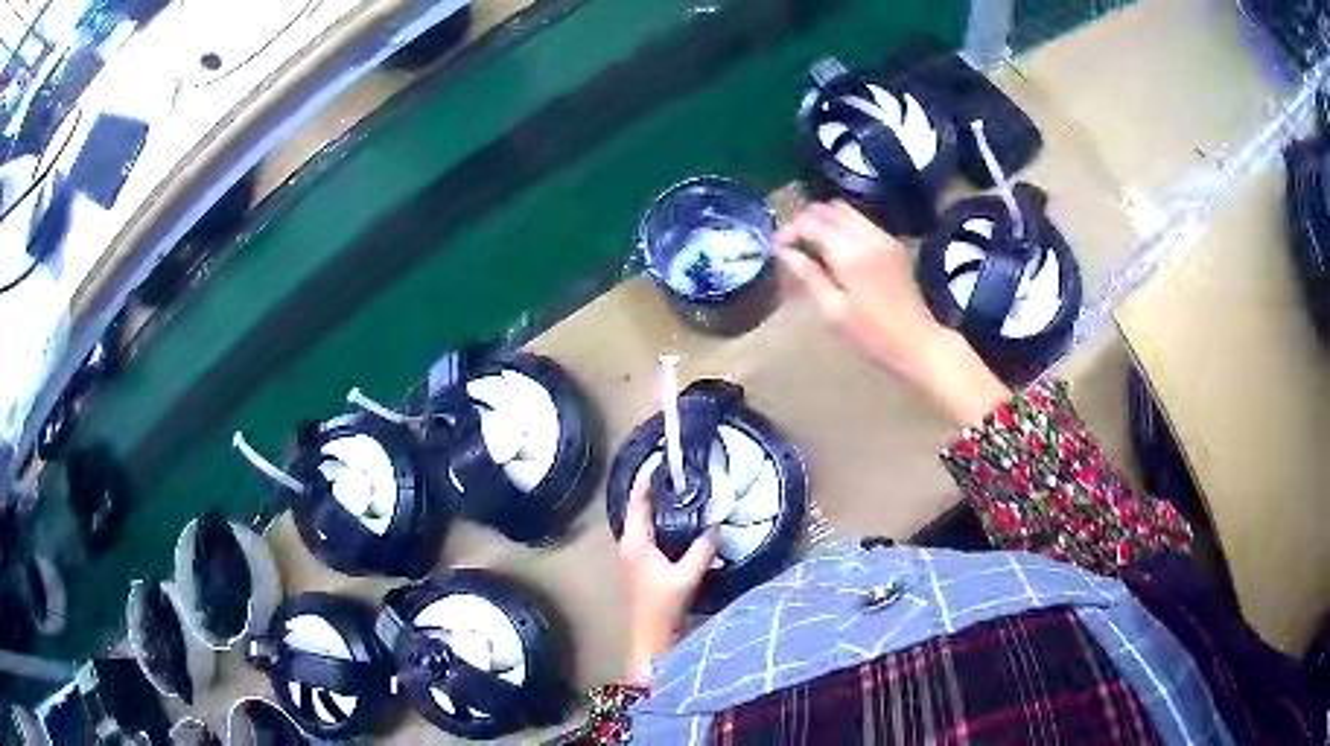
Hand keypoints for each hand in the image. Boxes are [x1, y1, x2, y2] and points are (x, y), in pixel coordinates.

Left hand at [617, 482, 717, 685]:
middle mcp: (629, 544)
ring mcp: (634, 554)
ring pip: (644, 521)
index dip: (647, 482)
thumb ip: (702, 549)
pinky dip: (661, 521)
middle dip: (654, 490)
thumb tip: (716, 525)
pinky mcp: (642, 563)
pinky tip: (680, 521)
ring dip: (658, 506)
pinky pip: (650, 532)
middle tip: (678, 474)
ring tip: (681, 491)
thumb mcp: (686, 576)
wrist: (652, 635)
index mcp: (634, 542)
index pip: (637, 503)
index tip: (661, 463)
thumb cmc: (663, 606)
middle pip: (638, 509)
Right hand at [775, 200, 1009, 426]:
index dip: (788, 231)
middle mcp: (866, 236)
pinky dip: (842, 225)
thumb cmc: (872, 335)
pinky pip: (861, 221)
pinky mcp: (892, 244)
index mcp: (849, 253)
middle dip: (804, 221)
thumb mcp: (833, 311)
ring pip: (845, 210)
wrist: (918, 342)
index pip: (810, 224)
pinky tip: (835, 248)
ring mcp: (883, 237)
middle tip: (791, 244)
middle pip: (827, 209)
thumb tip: (785, 253)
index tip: (776, 249)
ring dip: (824, 220)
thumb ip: (808, 276)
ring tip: (810, 244)